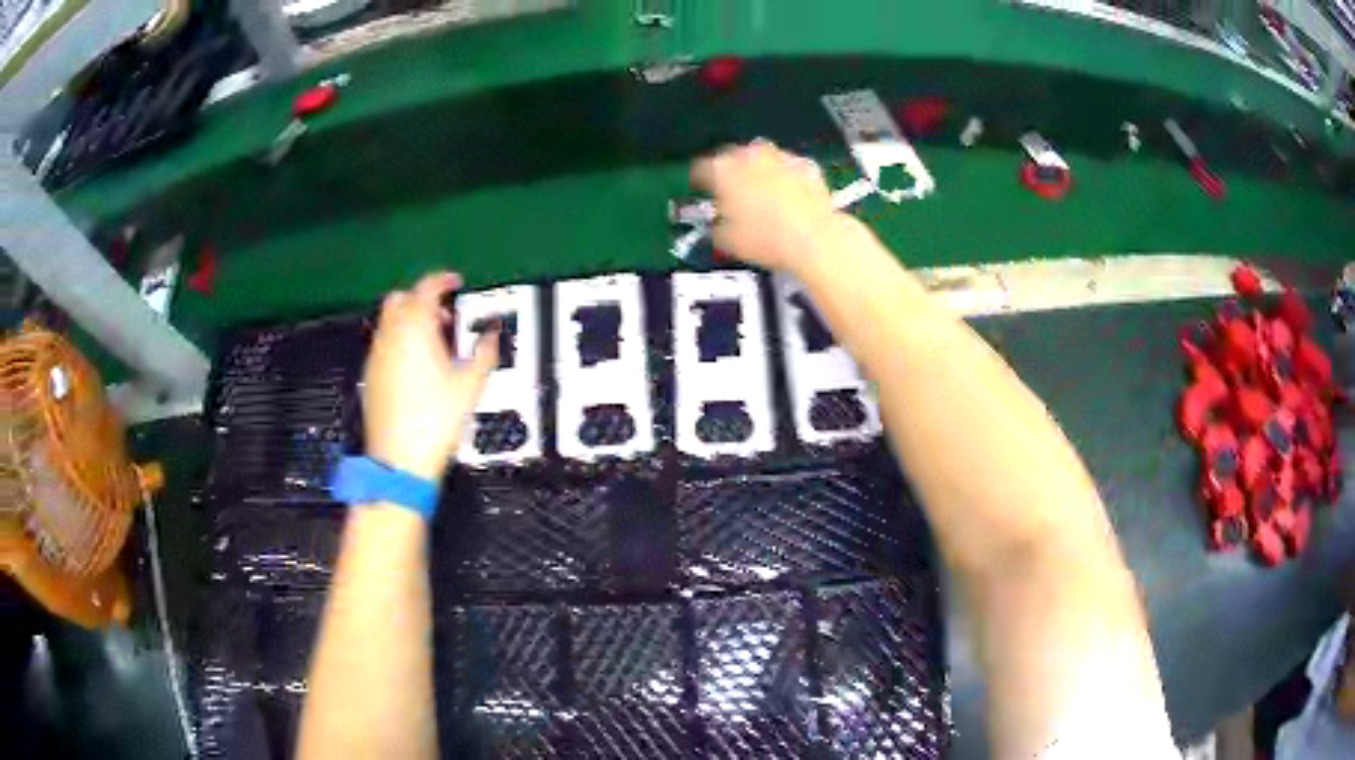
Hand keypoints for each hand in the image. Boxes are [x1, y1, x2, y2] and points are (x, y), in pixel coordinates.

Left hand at [362, 271, 497, 481]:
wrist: (400, 461)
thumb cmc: (436, 421)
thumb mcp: (471, 386)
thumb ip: (484, 352)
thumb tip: (492, 335)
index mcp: (415, 328)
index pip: (427, 287)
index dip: (443, 279)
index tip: (456, 282)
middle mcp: (390, 336)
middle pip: (401, 298)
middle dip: (422, 298)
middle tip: (444, 314)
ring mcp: (376, 355)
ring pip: (389, 321)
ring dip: (410, 320)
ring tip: (433, 343)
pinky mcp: (370, 375)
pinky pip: (383, 344)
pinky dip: (399, 341)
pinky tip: (416, 367)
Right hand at [690, 140, 843, 271]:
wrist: (815, 239)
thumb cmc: (766, 240)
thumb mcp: (727, 241)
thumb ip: (717, 225)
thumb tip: (719, 223)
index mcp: (723, 169)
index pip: (701, 168)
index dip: (699, 180)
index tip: (701, 189)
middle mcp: (750, 155)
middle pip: (733, 156)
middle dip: (731, 170)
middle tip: (731, 190)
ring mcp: (781, 157)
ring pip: (763, 157)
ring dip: (759, 169)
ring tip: (761, 190)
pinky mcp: (807, 166)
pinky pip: (790, 166)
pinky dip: (786, 175)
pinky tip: (788, 192)